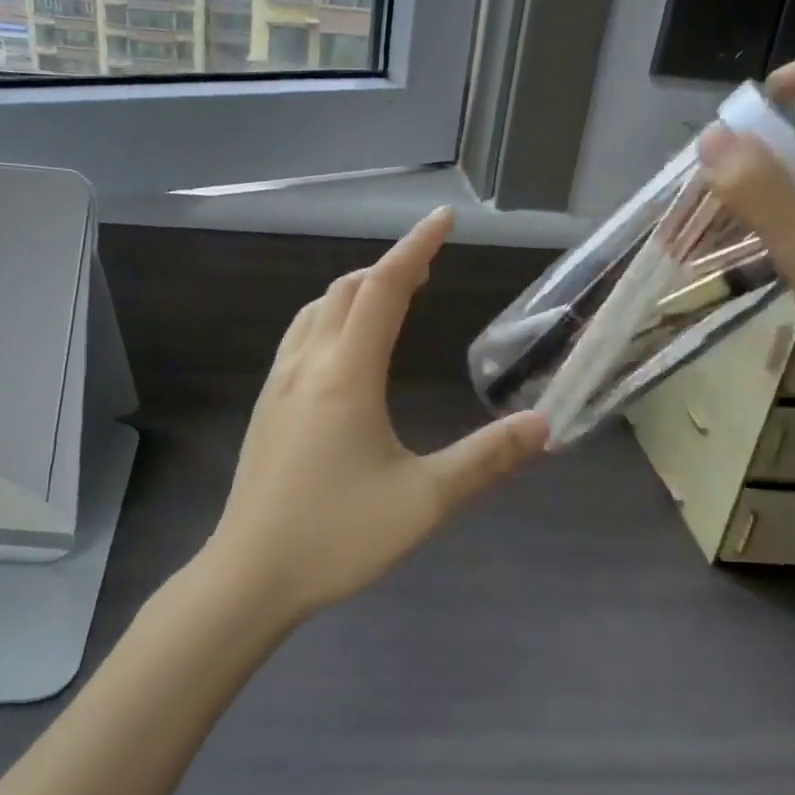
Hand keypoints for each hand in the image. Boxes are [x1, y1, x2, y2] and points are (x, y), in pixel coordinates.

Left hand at [200, 208, 547, 622]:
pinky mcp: (267, 405)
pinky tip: (345, 346)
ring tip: (392, 298)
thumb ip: (486, 459)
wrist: (250, 574)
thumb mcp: (424, 502)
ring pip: (316, 310)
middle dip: (388, 268)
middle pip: (346, 290)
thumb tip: (543, 425)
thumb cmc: (337, 536)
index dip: (415, 248)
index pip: (383, 288)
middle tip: (429, 269)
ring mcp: (279, 383)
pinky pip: (300, 336)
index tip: (443, 219)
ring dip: (355, 291)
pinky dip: (330, 316)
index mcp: (346, 374)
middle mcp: (308, 364)